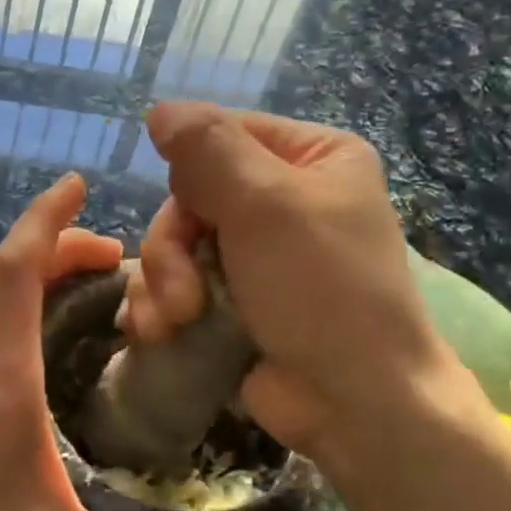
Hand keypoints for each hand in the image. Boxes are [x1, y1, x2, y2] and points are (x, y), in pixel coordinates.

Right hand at [121, 102, 459, 459]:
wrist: (355, 402)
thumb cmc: (322, 289)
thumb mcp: (266, 204)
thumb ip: (208, 149)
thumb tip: (160, 109)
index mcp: (312, 158)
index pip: (222, 136)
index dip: (191, 175)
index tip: (191, 214)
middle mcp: (285, 200)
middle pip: (191, 197)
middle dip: (172, 249)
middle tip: (181, 295)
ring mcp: (257, 254)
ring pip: (176, 245)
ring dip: (163, 284)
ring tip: (173, 323)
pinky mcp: (234, 301)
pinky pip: (178, 284)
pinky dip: (162, 306)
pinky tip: (155, 332)